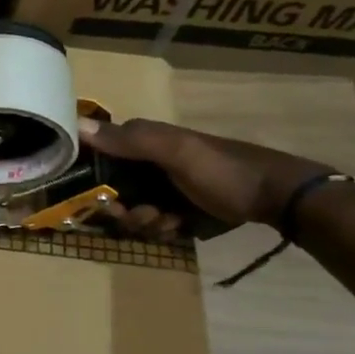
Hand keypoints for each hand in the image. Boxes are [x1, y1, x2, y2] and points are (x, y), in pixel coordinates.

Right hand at [80, 117, 332, 234]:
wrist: (278, 196)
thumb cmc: (223, 170)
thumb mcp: (176, 151)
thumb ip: (129, 140)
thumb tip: (76, 125)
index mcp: (145, 141)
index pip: (102, 157)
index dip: (95, 180)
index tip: (104, 199)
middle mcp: (151, 162)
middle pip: (116, 191)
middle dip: (125, 209)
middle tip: (146, 216)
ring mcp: (167, 186)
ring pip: (135, 210)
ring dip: (146, 222)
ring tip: (170, 222)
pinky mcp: (182, 208)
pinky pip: (157, 222)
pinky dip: (164, 228)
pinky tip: (181, 227)